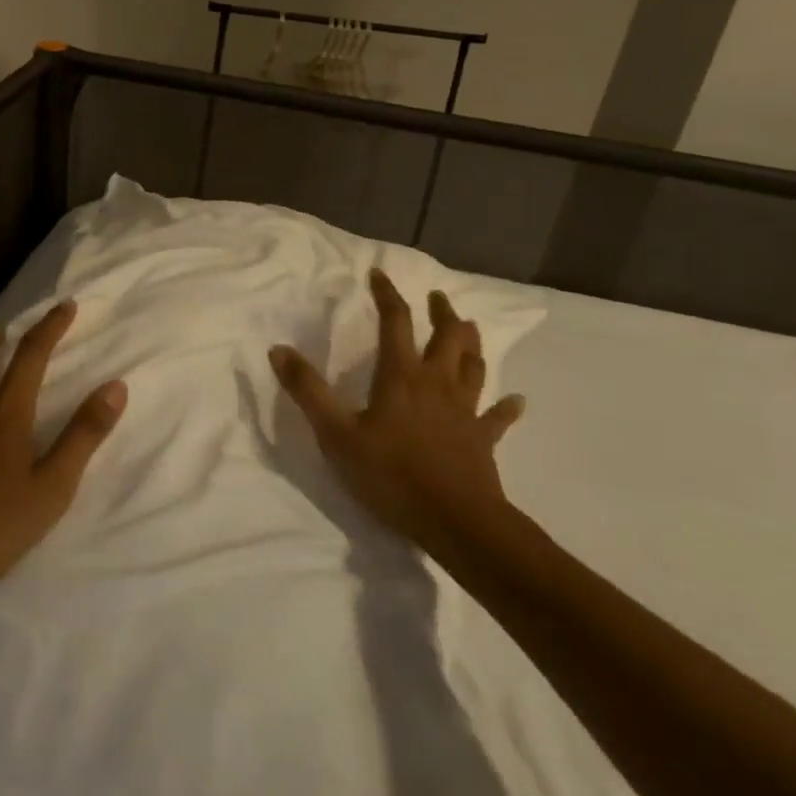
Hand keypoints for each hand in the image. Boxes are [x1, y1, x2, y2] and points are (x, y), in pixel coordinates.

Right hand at [269, 268, 525, 560]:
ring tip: (468, 328)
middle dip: (442, 312)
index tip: (379, 274)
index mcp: (401, 375)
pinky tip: (517, 401)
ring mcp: (465, 410)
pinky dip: (507, 407)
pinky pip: (498, 418)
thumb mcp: (336, 433)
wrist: (454, 520)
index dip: (387, 295)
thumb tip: (278, 349)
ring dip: (471, 343)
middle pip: (447, 336)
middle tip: (437, 297)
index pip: (395, 322)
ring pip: (474, 366)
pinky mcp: (483, 439)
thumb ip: (307, 390)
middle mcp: (437, 382)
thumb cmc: (390, 473)